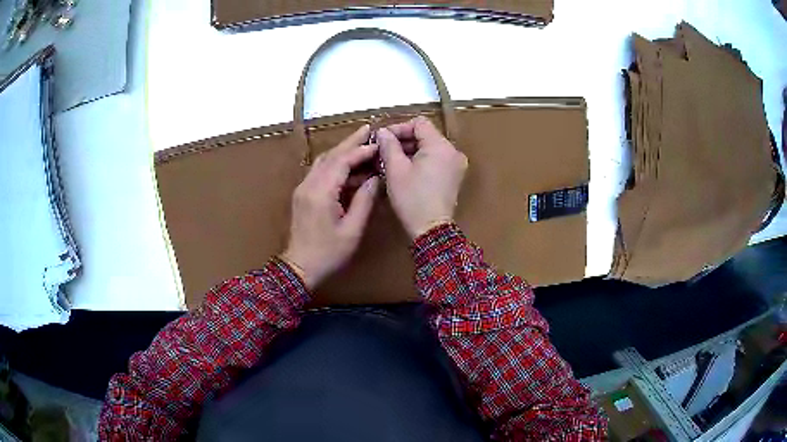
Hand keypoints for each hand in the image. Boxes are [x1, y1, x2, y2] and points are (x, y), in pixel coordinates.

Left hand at [281, 125, 379, 289]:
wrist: (299, 268)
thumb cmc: (328, 254)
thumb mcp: (352, 230)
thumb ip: (364, 201)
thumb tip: (374, 179)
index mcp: (321, 193)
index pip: (341, 161)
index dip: (360, 151)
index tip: (378, 143)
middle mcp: (308, 185)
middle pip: (330, 155)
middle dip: (350, 142)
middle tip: (369, 129)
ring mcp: (303, 189)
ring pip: (323, 161)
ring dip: (342, 151)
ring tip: (361, 144)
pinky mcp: (302, 194)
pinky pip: (319, 172)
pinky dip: (335, 164)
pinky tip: (349, 167)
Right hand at [377, 116, 467, 238]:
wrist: (431, 229)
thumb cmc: (412, 199)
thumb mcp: (395, 170)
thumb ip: (388, 145)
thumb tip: (382, 132)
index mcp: (440, 146)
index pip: (419, 123)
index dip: (399, 127)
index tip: (382, 138)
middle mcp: (453, 151)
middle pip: (426, 135)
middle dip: (403, 140)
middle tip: (383, 150)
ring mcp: (456, 164)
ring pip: (430, 147)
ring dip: (411, 150)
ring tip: (391, 160)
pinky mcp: (454, 176)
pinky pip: (436, 159)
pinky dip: (421, 160)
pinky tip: (405, 170)